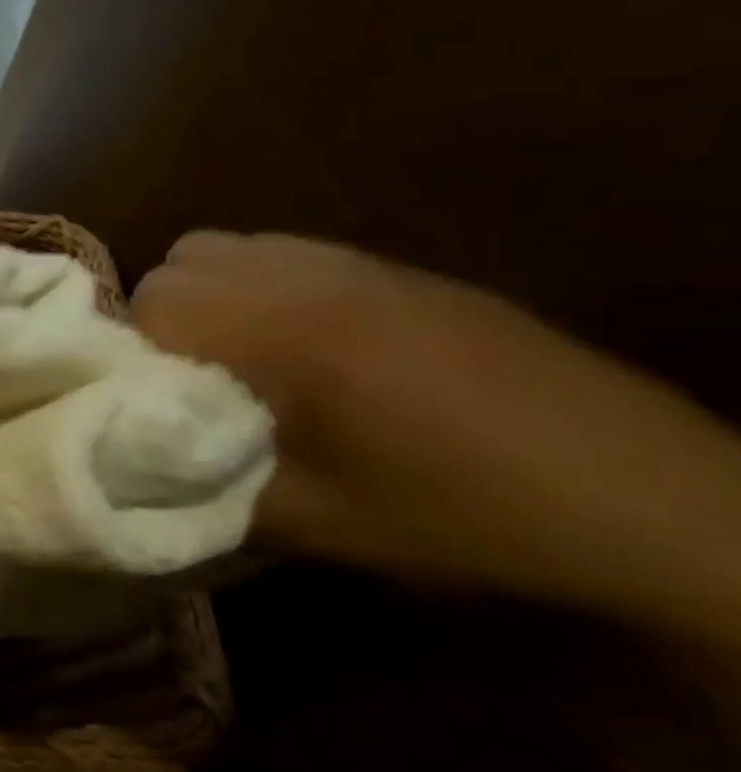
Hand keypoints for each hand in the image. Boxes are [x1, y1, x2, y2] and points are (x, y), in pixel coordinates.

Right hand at [129, 231, 740, 647]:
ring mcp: (357, 263)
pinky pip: (285, 253)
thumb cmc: (456, 515)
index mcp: (283, 330)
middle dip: (160, 321)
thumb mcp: (309, 523)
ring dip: (206, 298)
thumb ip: (202, 484)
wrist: (642, 501)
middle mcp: (308, 275)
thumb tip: (137, 469)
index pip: (150, 306)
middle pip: (178, 265)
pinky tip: (296, 348)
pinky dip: (258, 288)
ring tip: (233, 363)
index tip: (148, 410)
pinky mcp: (396, 270)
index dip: (131, 359)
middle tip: (187, 388)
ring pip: (227, 248)